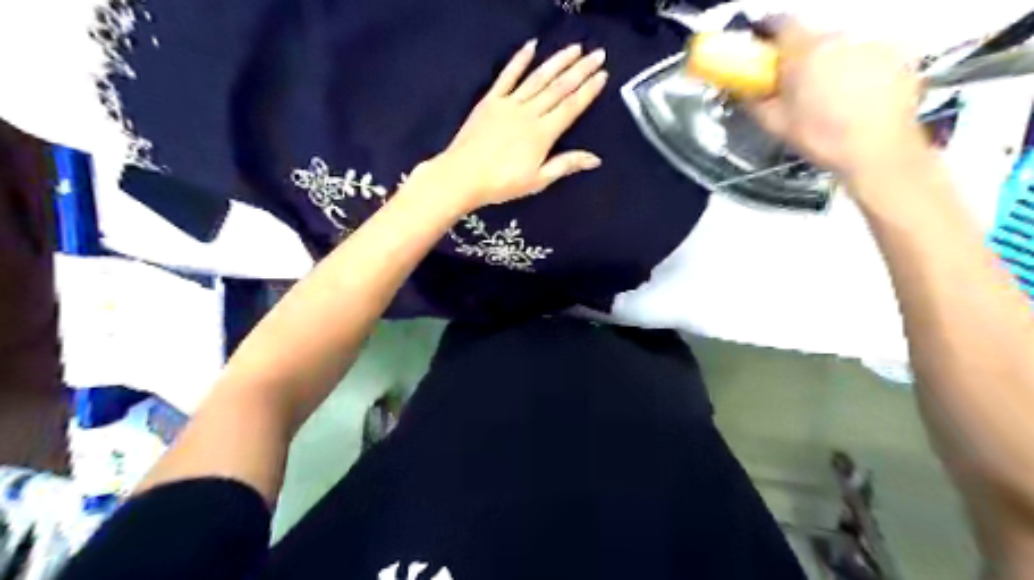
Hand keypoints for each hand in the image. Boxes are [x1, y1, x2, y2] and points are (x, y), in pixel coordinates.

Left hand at [410, 40, 606, 211]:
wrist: (463, 176)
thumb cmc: (501, 183)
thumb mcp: (538, 180)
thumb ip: (566, 164)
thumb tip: (594, 159)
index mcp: (542, 134)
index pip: (571, 107)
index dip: (588, 91)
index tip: (602, 75)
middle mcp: (529, 113)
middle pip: (559, 88)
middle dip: (580, 70)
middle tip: (597, 54)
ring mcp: (509, 104)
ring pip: (538, 78)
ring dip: (557, 61)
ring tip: (574, 48)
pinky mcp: (490, 101)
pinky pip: (507, 76)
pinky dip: (519, 60)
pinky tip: (531, 47)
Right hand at [749, 20, 933, 182]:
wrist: (877, 150)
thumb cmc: (823, 138)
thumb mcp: (776, 125)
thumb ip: (754, 101)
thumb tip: (742, 90)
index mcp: (805, 51)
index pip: (780, 22)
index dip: (767, 31)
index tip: (762, 44)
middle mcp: (839, 38)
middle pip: (811, 36)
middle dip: (799, 54)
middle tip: (794, 82)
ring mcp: (870, 44)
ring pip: (840, 46)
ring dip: (829, 62)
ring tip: (827, 94)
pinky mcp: (896, 55)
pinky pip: (867, 56)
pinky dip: (858, 69)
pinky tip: (854, 95)